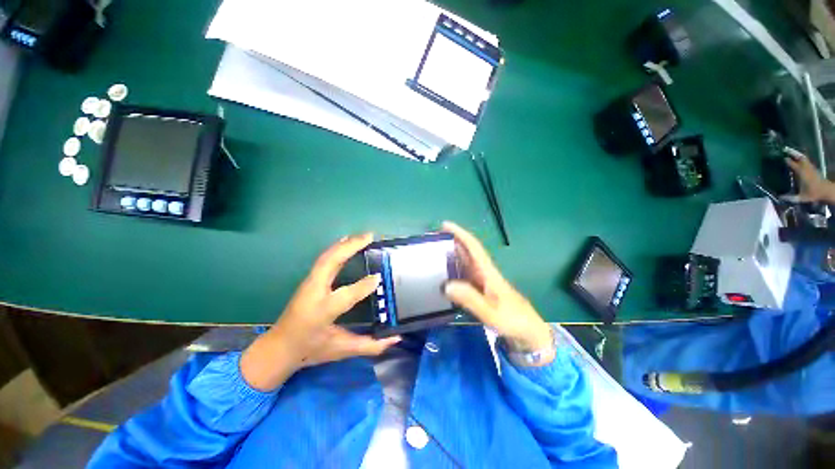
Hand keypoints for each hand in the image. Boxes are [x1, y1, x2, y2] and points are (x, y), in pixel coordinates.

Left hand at [241, 233, 400, 390]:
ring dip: (345, 244)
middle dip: (350, 247)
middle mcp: (313, 293)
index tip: (379, 276)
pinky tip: (345, 241)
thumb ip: (370, 345)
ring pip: (326, 257)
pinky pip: (324, 259)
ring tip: (363, 236)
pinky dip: (336, 247)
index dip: (363, 286)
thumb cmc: (309, 350)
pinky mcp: (309, 280)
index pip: (345, 296)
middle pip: (329, 262)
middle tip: (370, 236)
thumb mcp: (341, 349)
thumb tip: (395, 339)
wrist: (278, 348)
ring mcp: (309, 283)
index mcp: (321, 312)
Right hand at [441, 222, 552, 354]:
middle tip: (432, 239)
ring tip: (433, 253)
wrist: (529, 333)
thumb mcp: (491, 313)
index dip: (460, 234)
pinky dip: (454, 270)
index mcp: (488, 272)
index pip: (473, 247)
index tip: (445, 225)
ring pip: (465, 262)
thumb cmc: (513, 321)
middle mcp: (484, 272)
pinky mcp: (482, 289)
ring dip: (451, 254)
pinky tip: (444, 275)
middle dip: (452, 241)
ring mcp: (483, 281)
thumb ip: (470, 299)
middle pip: (467, 251)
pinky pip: (464, 274)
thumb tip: (446, 285)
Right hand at [786, 153, 833, 202]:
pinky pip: (806, 160)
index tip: (782, 158)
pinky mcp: (812, 168)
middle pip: (800, 157)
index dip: (788, 161)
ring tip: (791, 152)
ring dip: (797, 154)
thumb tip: (780, 197)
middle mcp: (806, 168)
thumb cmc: (813, 194)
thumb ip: (791, 198)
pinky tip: (798, 159)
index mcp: (802, 173)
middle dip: (793, 153)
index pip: (793, 164)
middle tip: (785, 150)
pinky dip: (801, 158)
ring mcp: (810, 167)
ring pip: (803, 158)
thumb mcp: (802, 197)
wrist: (826, 191)